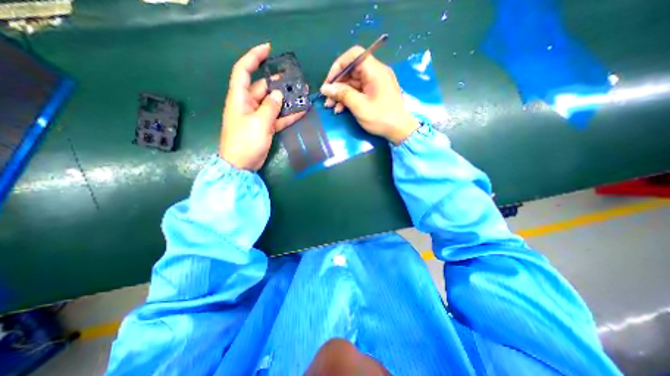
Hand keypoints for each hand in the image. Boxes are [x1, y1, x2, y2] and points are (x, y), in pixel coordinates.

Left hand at [220, 43, 305, 169]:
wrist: (241, 165)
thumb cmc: (245, 142)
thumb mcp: (258, 123)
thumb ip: (270, 107)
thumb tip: (277, 95)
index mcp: (240, 98)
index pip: (244, 71)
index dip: (254, 57)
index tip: (268, 49)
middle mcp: (248, 104)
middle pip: (263, 88)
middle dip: (278, 83)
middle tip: (295, 80)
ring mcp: (258, 116)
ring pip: (273, 103)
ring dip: (286, 100)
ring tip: (301, 95)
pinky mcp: (265, 127)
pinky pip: (278, 118)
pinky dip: (288, 115)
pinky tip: (301, 112)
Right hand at [319, 45, 416, 145]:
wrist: (400, 130)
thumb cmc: (381, 118)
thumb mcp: (360, 107)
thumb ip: (343, 94)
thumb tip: (325, 88)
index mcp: (375, 71)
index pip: (354, 56)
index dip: (339, 66)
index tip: (329, 82)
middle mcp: (376, 73)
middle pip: (352, 71)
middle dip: (337, 85)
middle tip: (327, 99)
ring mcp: (376, 83)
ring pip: (353, 82)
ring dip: (341, 93)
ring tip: (331, 107)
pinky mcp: (375, 92)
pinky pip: (359, 90)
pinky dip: (349, 98)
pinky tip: (340, 109)